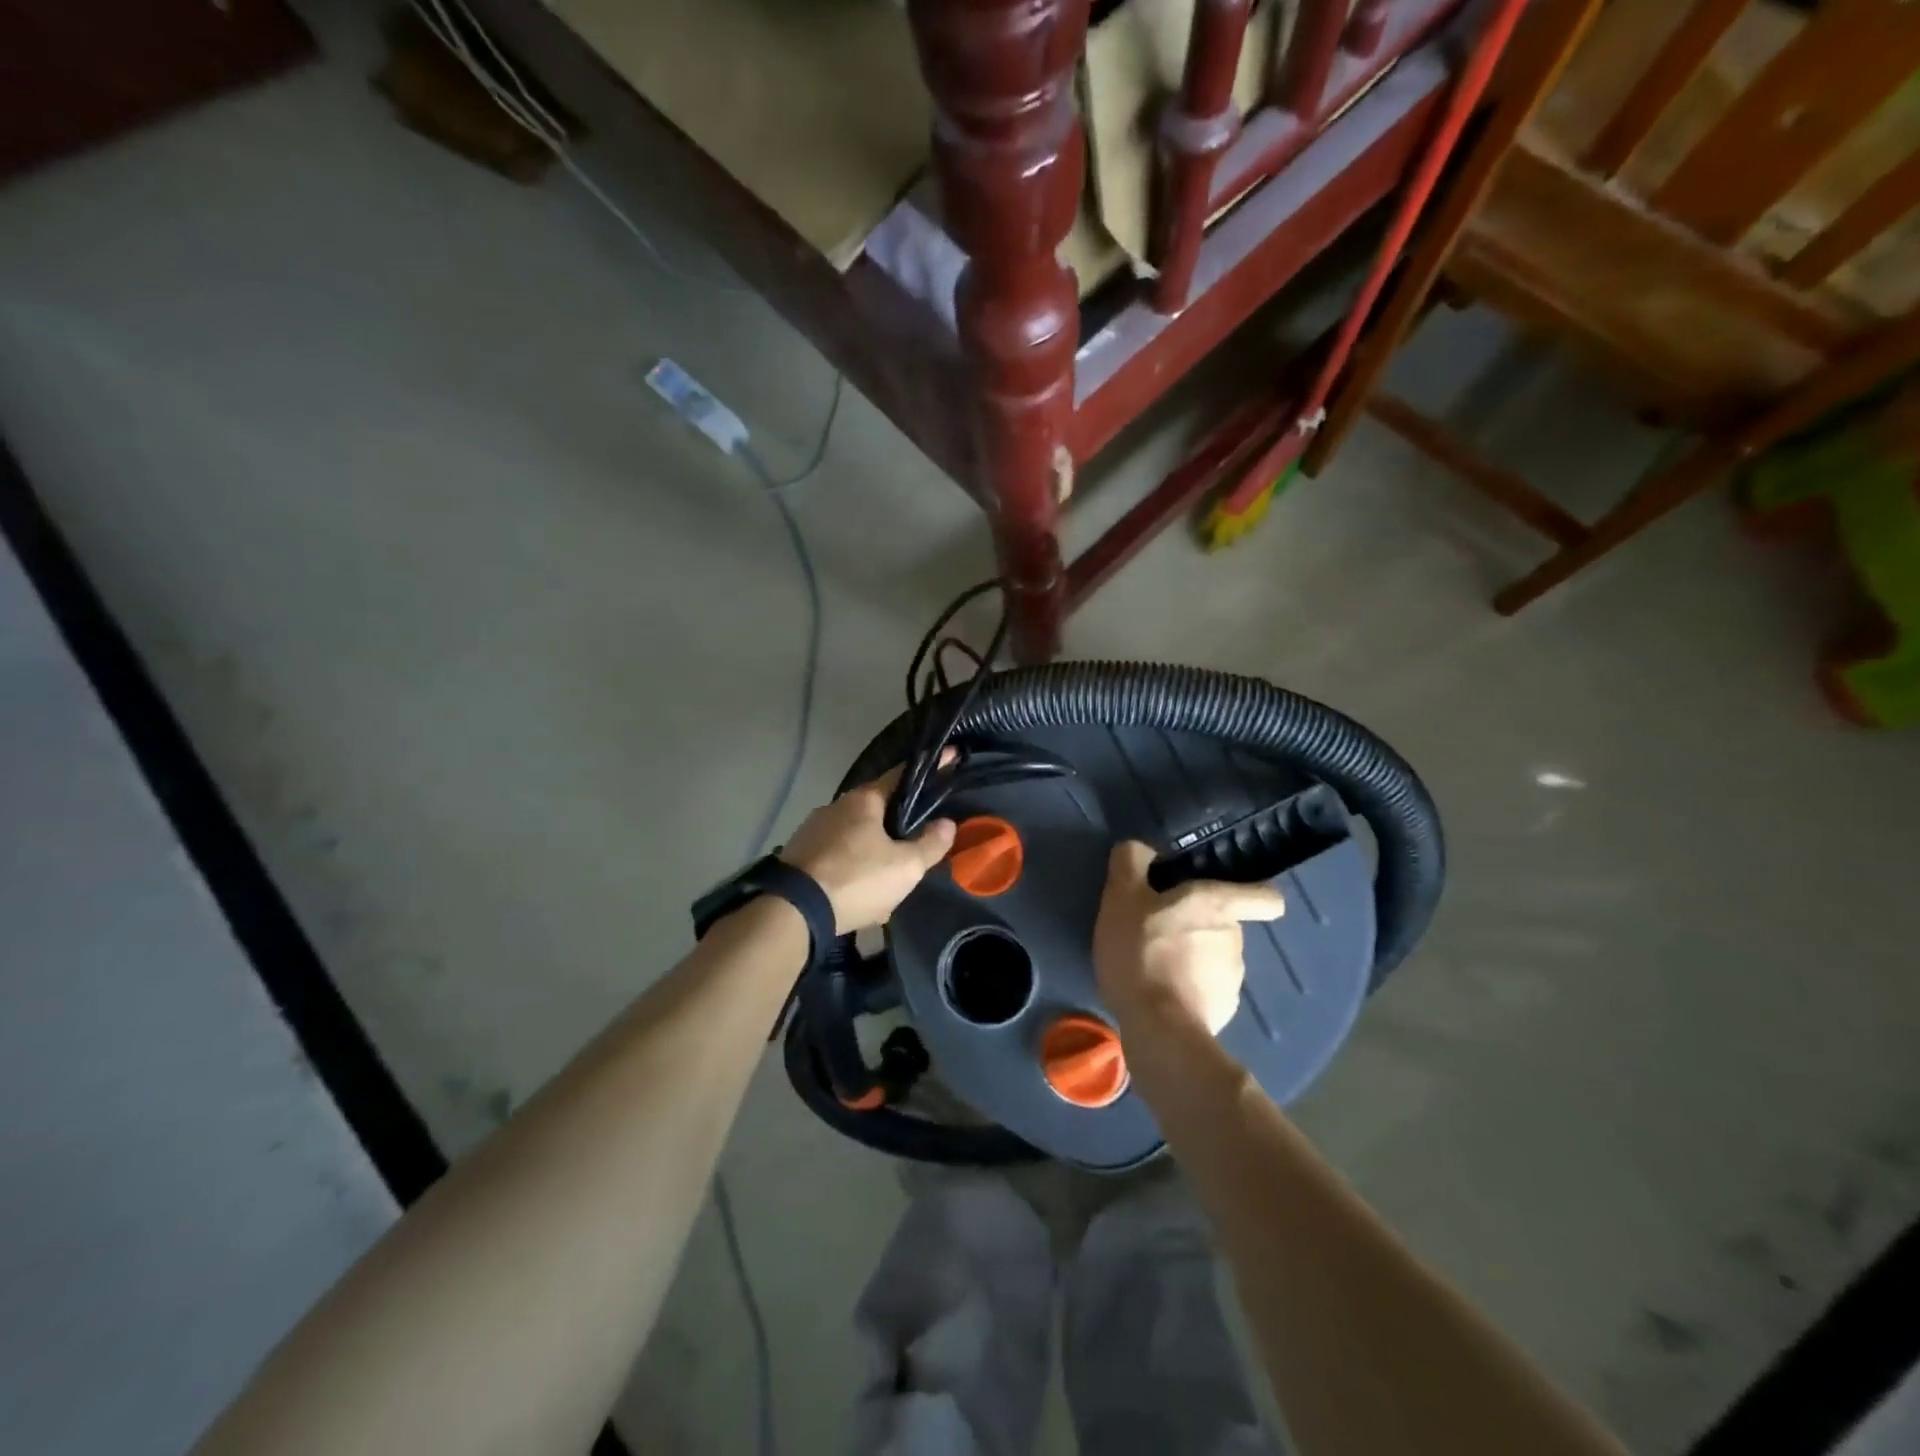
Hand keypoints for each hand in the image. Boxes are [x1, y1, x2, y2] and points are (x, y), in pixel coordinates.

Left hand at [780, 762, 956, 932]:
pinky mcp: (797, 856)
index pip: (901, 775)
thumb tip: (947, 823)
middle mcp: (835, 807)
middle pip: (876, 811)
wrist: (792, 912)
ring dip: (872, 858)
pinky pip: (835, 859)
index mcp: (863, 801)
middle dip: (896, 829)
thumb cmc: (856, 880)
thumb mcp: (905, 867)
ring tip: (887, 886)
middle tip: (915, 850)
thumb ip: (930, 844)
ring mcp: (811, 831)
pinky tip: (859, 899)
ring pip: (855, 840)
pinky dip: (851, 873)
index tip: (949, 759)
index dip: (929, 771)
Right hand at [1093, 841, 1285, 1034]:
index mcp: (1218, 906)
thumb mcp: (1122, 896)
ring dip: (1191, 960)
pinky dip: (1187, 991)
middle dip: (1197, 928)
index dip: (1253, 895)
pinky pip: (1206, 992)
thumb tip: (1141, 849)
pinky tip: (1159, 996)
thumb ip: (1131, 862)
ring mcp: (1233, 981)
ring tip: (1153, 968)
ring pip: (1215, 960)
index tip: (1228, 898)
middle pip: (1226, 926)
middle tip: (1157, 934)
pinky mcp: (1222, 1013)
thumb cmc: (1142, 951)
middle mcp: (1236, 939)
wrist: (1158, 1029)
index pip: (1265, 897)